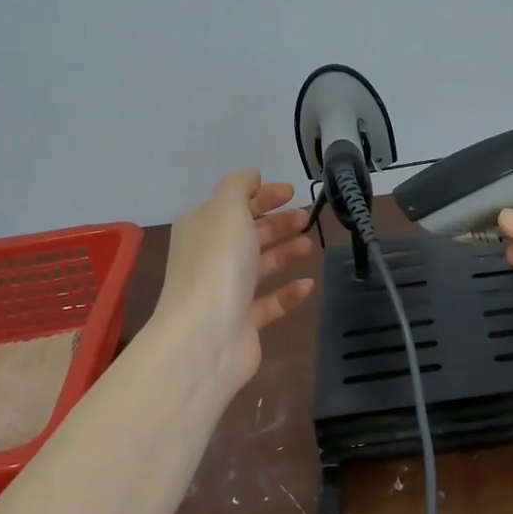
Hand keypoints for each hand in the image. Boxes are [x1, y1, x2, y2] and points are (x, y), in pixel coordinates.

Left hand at [153, 171, 315, 399]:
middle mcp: (210, 256)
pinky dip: (288, 292)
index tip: (291, 191)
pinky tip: (308, 284)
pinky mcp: (242, 322)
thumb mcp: (227, 210)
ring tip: (310, 245)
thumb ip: (239, 186)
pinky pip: (269, 302)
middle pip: (247, 234)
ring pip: (259, 266)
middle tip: (307, 218)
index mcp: (201, 227)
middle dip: (276, 223)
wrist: (205, 336)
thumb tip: (252, 176)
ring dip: (284, 252)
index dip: (261, 194)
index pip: (233, 203)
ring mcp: (225, 291)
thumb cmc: (218, 264)